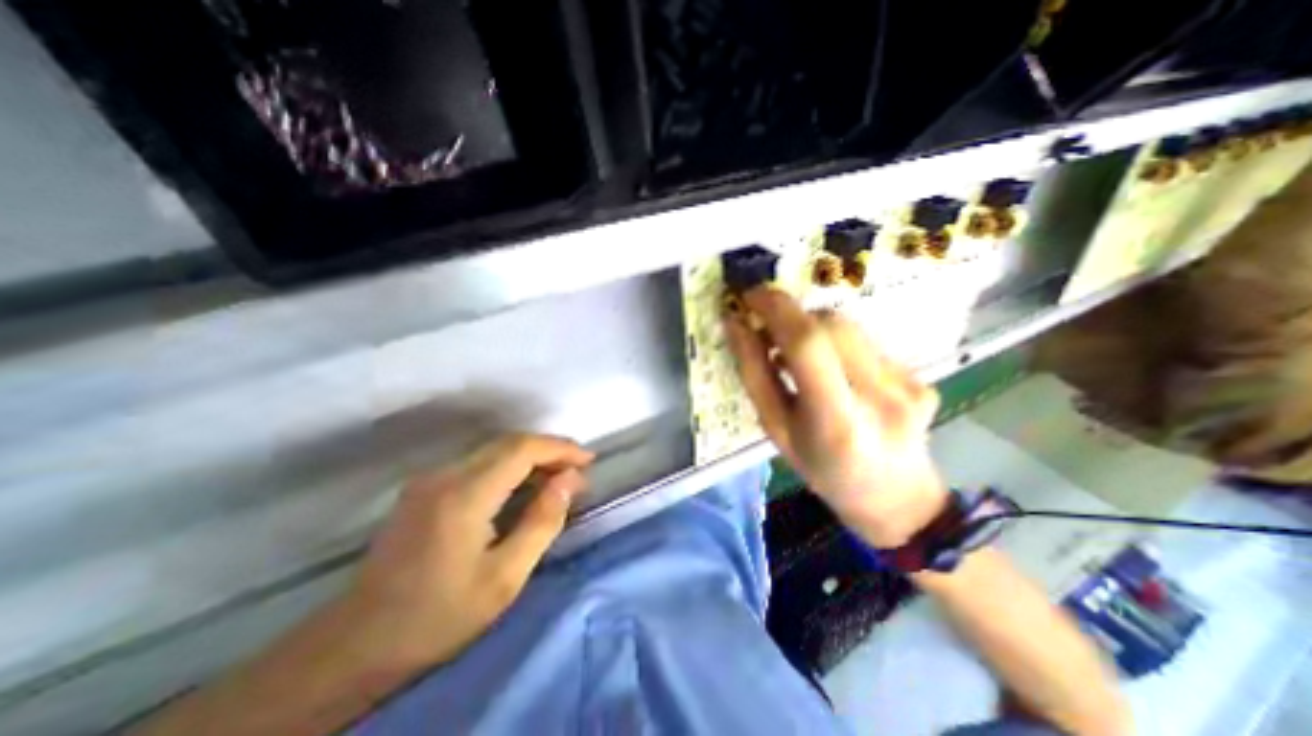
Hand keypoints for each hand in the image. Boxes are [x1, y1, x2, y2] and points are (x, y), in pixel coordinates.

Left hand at [338, 435, 588, 674]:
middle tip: (577, 471)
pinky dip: (509, 465)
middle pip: (509, 442)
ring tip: (558, 477)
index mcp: (464, 495)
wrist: (355, 645)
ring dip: (531, 456)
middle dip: (549, 449)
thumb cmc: (438, 616)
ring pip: (494, 449)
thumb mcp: (504, 579)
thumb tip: (570, 481)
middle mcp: (445, 475)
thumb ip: (542, 522)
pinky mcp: (424, 488)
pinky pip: (479, 462)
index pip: (522, 449)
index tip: (588, 460)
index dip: (560, 448)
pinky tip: (522, 485)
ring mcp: (430, 479)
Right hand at [723, 289, 949, 546]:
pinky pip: (866, 343)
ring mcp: (909, 385)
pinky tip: (835, 373)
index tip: (749, 297)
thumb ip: (754, 374)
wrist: (894, 497)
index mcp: (837, 422)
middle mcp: (881, 397)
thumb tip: (736, 324)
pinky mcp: (921, 378)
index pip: (808, 343)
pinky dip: (838, 346)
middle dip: (792, 319)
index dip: (776, 309)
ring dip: (813, 331)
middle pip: (831, 325)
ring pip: (849, 328)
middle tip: (769, 334)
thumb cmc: (821, 470)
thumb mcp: (776, 429)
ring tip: (798, 358)